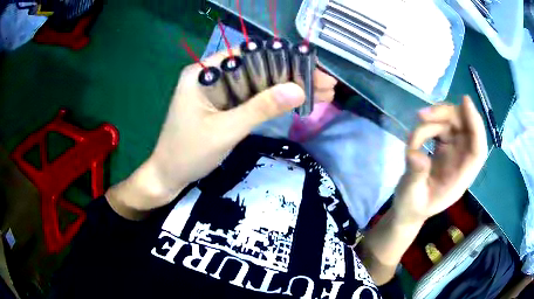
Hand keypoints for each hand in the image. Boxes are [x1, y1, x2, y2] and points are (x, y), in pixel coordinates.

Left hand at [107, 49, 337, 216]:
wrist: (169, 176)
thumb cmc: (188, 153)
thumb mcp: (225, 130)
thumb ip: (261, 107)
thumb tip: (298, 89)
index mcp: (203, 72)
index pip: (248, 54)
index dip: (282, 59)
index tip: (311, 67)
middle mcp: (211, 74)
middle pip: (257, 68)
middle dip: (292, 76)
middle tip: (325, 84)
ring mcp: (218, 90)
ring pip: (258, 83)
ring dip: (288, 88)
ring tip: (322, 93)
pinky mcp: (223, 105)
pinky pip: (252, 97)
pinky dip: (274, 100)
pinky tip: (298, 101)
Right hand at [393, 96, 487, 224]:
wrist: (408, 210)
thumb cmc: (411, 208)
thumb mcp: (410, 196)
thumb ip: (415, 176)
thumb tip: (417, 154)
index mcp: (460, 178)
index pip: (477, 149)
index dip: (476, 126)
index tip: (465, 102)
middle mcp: (461, 161)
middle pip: (465, 128)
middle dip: (446, 115)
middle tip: (422, 116)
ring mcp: (453, 152)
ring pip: (452, 123)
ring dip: (433, 121)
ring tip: (411, 140)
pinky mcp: (444, 147)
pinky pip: (441, 126)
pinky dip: (428, 126)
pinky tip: (415, 139)